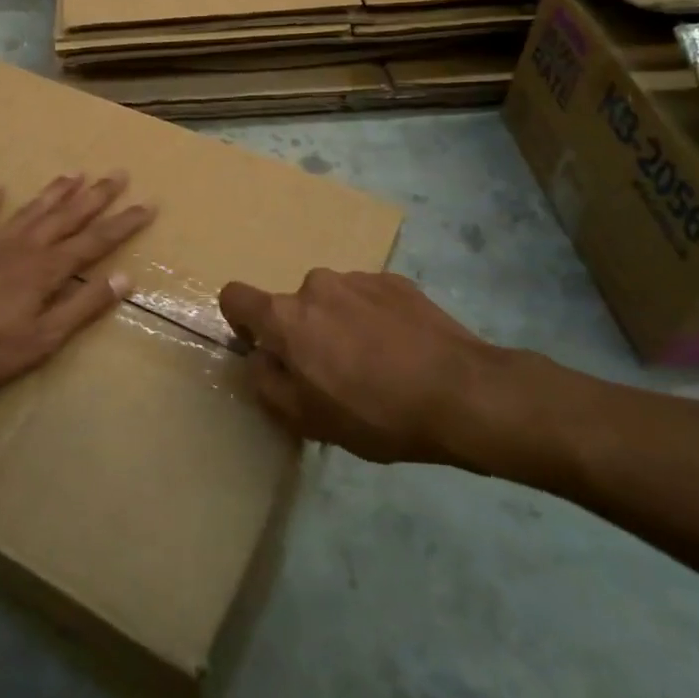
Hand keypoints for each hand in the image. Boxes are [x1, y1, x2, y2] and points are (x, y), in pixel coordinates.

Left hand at [0, 172, 153, 390]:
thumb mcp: (41, 339)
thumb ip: (82, 307)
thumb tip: (124, 278)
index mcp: (46, 270)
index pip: (95, 242)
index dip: (123, 224)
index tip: (148, 204)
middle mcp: (24, 247)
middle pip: (67, 217)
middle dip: (96, 196)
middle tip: (118, 174)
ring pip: (31, 211)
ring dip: (54, 192)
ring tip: (74, 173)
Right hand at [218, 270, 560, 471]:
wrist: (463, 393)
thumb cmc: (375, 413)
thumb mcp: (307, 419)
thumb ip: (267, 384)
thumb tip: (260, 358)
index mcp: (286, 316)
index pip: (235, 297)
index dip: (241, 322)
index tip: (266, 350)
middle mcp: (316, 285)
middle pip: (292, 307)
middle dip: (304, 334)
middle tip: (335, 375)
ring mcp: (359, 278)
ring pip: (332, 302)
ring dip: (340, 326)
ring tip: (377, 365)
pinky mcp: (396, 281)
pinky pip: (368, 298)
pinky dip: (374, 319)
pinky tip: (403, 352)